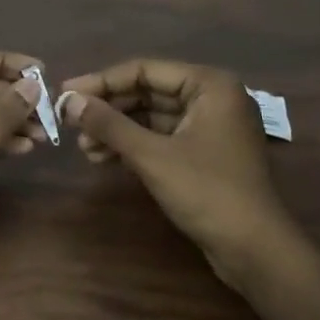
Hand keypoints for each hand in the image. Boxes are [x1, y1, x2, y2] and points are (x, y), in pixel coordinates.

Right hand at [58, 58, 291, 279]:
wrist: (254, 248)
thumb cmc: (207, 192)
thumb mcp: (152, 155)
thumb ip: (109, 124)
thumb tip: (69, 102)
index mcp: (209, 85)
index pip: (144, 70)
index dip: (101, 82)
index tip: (65, 94)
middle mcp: (212, 97)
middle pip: (147, 91)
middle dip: (108, 109)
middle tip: (69, 123)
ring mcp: (210, 126)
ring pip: (152, 117)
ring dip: (117, 130)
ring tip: (84, 147)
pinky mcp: (204, 153)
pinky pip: (161, 137)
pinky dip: (133, 146)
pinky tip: (104, 158)